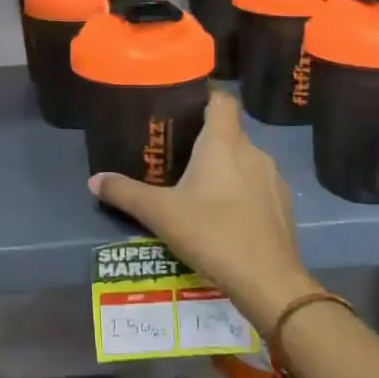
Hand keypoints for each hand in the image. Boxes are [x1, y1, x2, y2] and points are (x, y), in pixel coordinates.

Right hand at [89, 91, 316, 327]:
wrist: (269, 282)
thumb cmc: (212, 234)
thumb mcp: (160, 214)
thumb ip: (125, 193)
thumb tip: (94, 179)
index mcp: (223, 143)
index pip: (222, 99)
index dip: (205, 95)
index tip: (183, 103)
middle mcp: (253, 152)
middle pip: (229, 131)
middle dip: (204, 138)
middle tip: (176, 152)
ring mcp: (273, 179)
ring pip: (244, 160)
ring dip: (223, 166)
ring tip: (197, 186)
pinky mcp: (284, 206)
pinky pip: (257, 185)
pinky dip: (240, 190)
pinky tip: (223, 214)